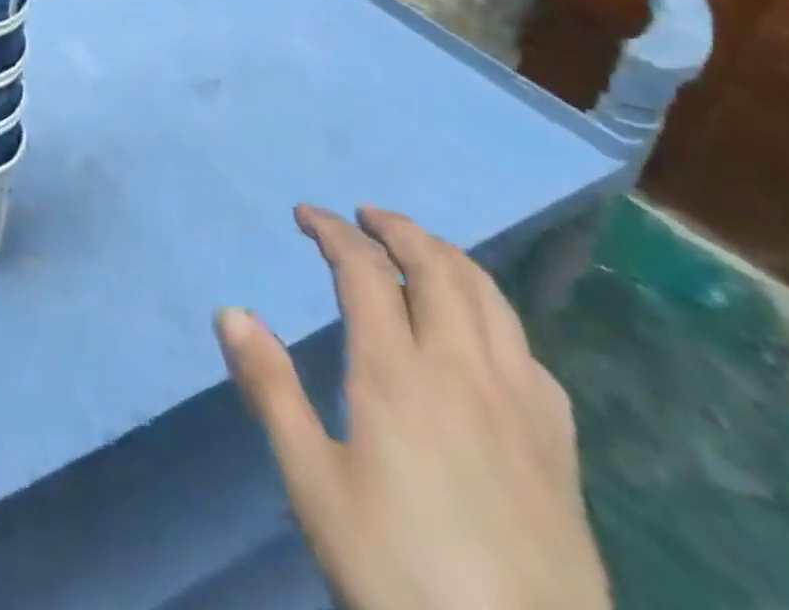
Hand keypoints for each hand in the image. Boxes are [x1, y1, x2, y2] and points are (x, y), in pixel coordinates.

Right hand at [215, 205, 610, 609]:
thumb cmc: (399, 575)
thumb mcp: (313, 486)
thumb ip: (270, 389)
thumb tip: (230, 311)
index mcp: (396, 372)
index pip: (363, 269)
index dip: (332, 231)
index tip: (306, 214)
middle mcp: (461, 369)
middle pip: (435, 267)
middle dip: (396, 228)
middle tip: (363, 216)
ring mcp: (520, 405)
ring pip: (490, 298)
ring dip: (448, 257)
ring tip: (420, 249)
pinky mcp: (558, 447)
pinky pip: (528, 349)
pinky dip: (495, 313)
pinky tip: (485, 333)